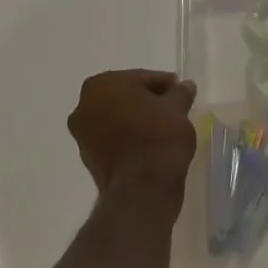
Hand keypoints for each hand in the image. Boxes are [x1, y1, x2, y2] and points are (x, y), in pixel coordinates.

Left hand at [68, 69, 197, 191]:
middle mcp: (84, 106)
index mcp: (102, 85)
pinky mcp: (88, 159)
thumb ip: (180, 92)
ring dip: (137, 119)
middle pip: (125, 96)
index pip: (141, 77)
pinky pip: (113, 138)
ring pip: (117, 117)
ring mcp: (82, 135)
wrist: (142, 189)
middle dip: (147, 100)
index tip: (181, 92)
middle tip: (173, 107)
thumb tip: (184, 86)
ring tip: (163, 127)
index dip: (164, 84)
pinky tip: (150, 143)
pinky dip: (129, 137)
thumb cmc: (158, 137)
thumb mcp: (178, 108)